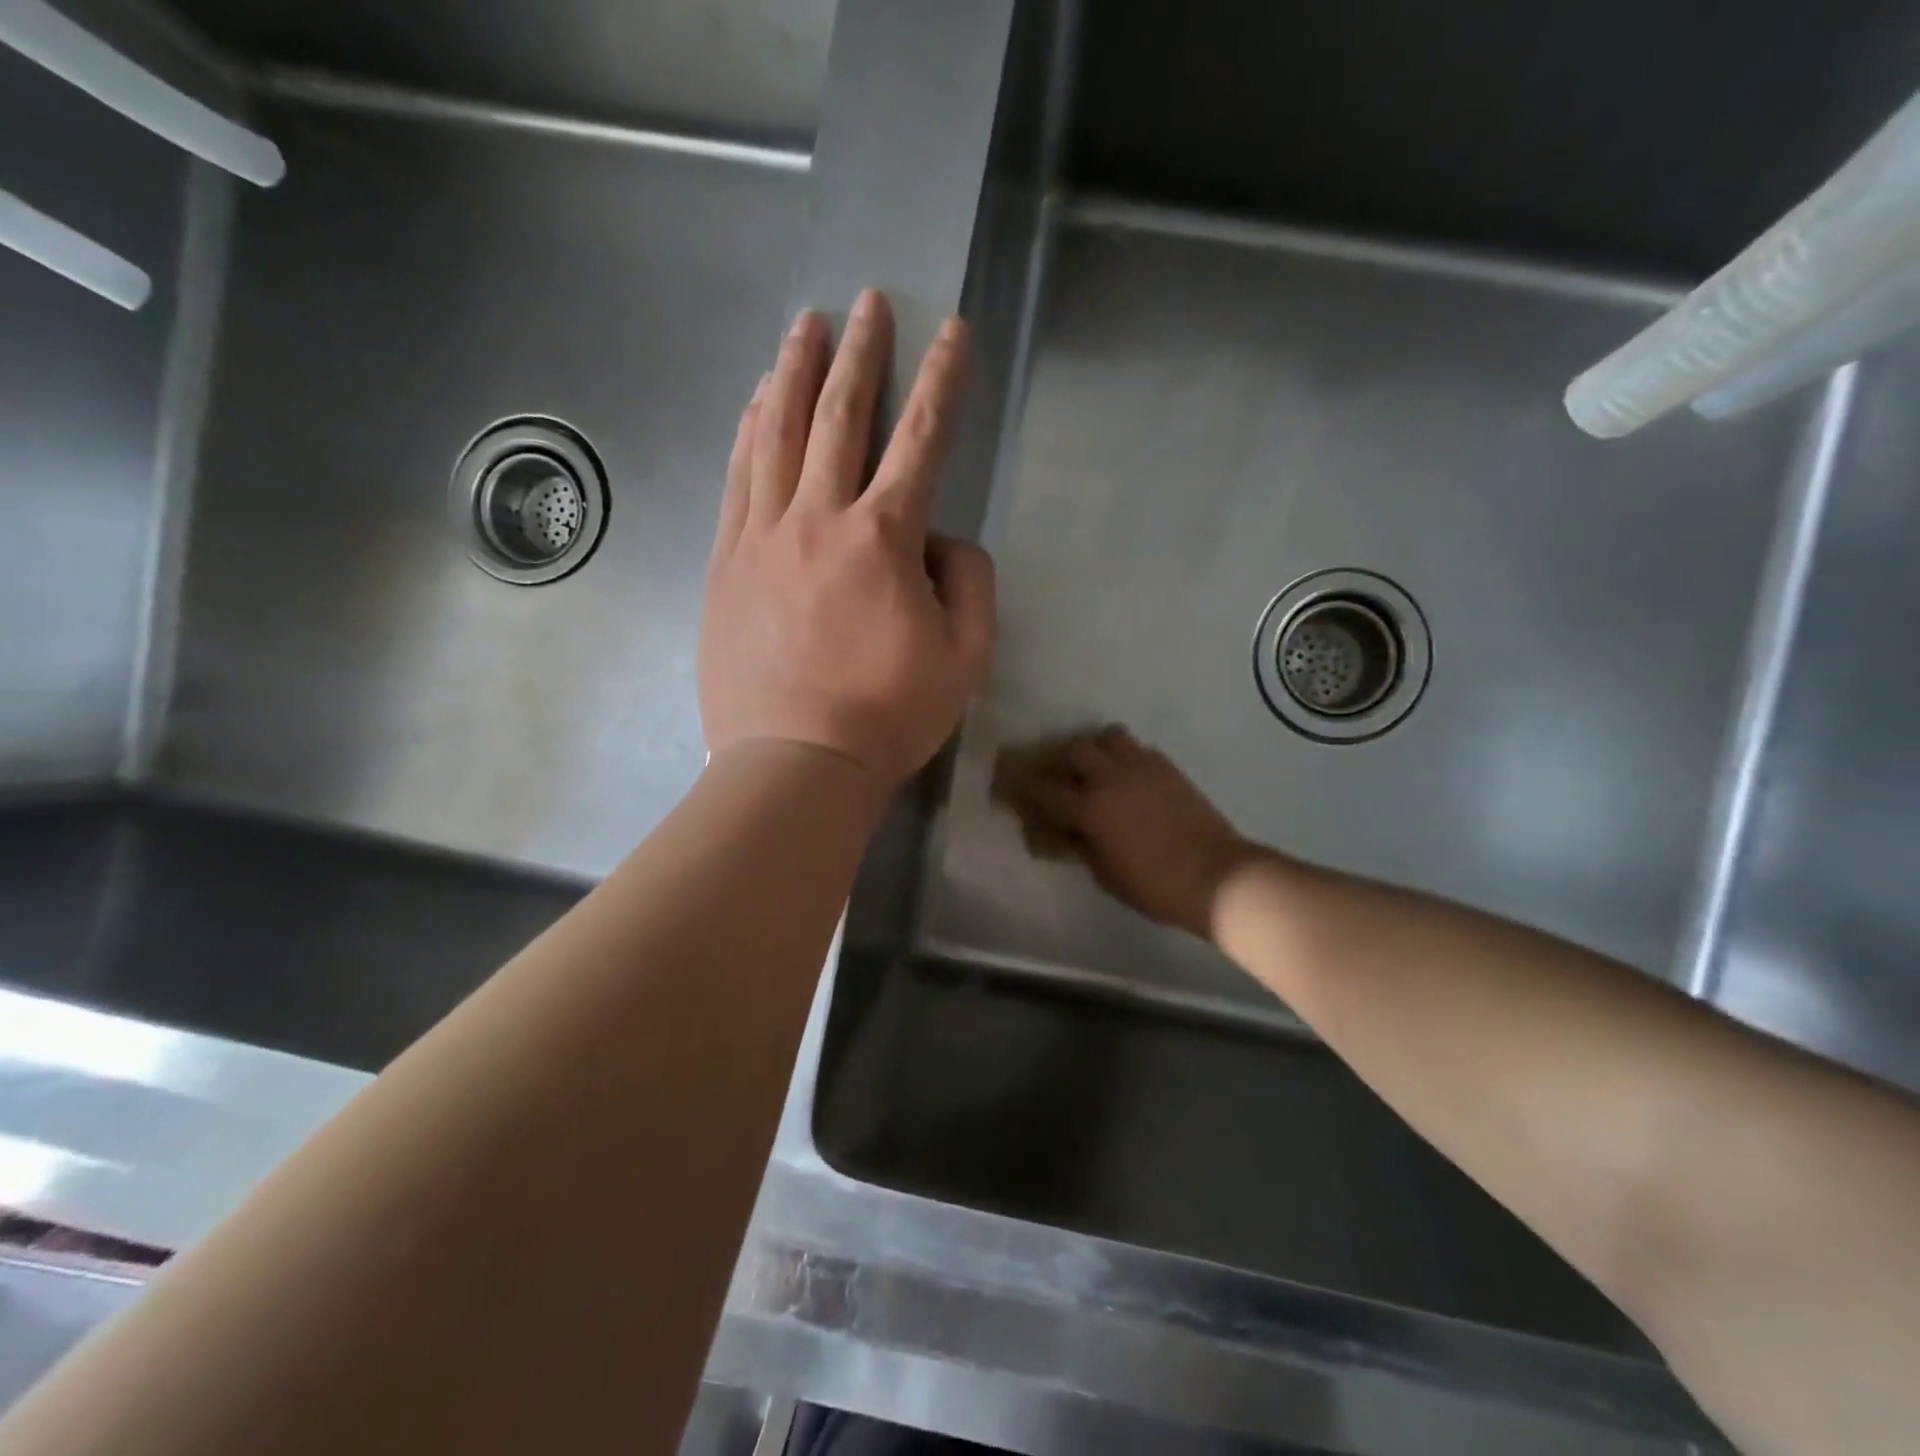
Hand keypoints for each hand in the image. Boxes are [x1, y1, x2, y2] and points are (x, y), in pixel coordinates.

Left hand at [699, 291, 996, 787]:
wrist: (795, 762)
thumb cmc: (887, 716)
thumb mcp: (965, 658)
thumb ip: (970, 584)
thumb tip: (944, 541)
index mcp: (882, 540)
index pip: (920, 441)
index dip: (941, 382)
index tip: (950, 333)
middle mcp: (817, 519)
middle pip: (838, 417)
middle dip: (859, 354)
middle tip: (866, 303)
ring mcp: (760, 537)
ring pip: (775, 434)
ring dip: (792, 373)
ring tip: (804, 327)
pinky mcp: (724, 562)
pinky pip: (736, 478)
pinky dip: (747, 431)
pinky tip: (753, 404)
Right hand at [1025, 727, 1254, 938]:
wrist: (1216, 876)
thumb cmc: (1155, 886)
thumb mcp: (1107, 876)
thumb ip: (1084, 848)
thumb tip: (1073, 832)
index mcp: (1090, 809)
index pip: (1047, 789)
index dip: (1031, 787)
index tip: (1024, 788)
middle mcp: (1111, 779)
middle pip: (1076, 749)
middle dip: (1066, 761)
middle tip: (1068, 778)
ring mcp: (1141, 768)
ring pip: (1108, 736)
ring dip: (1099, 749)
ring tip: (1101, 768)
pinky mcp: (1168, 767)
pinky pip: (1138, 748)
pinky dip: (1127, 757)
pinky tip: (1131, 777)